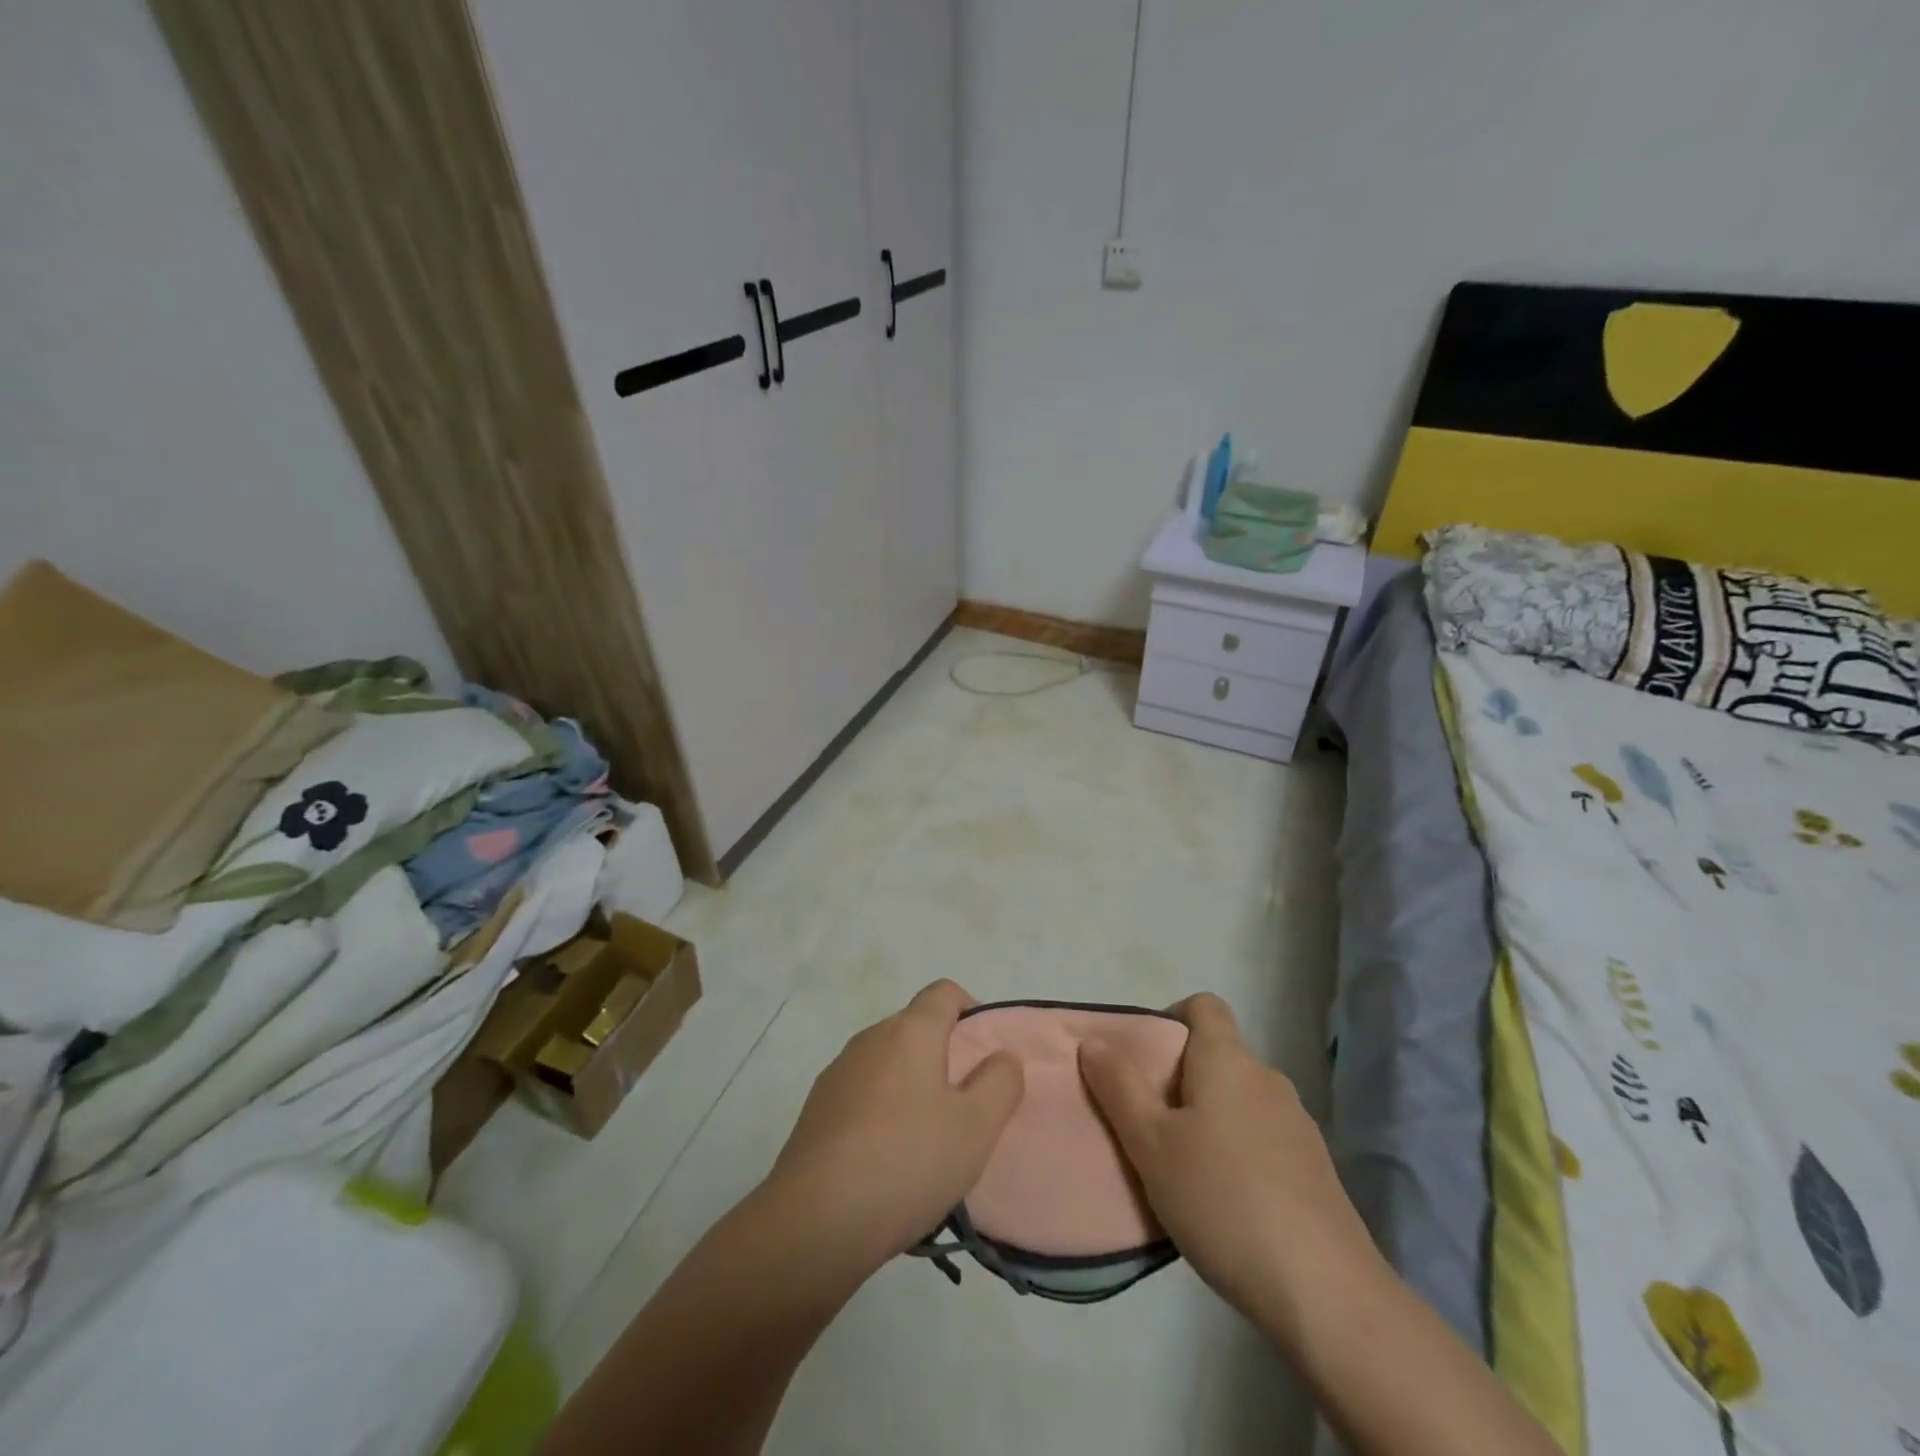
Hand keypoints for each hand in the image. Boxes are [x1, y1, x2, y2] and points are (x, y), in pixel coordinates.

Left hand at [760, 979, 1024, 1273]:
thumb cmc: (906, 1162)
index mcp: (909, 1031)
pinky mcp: (817, 1110)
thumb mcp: (975, 1127)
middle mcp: (870, 1039)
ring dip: (913, 1089)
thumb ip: (1000, 1082)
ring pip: (889, 1065)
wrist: (814, 1222)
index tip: (986, 1057)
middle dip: (945, 1058)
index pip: (945, 992)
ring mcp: (838, 1074)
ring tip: (929, 1144)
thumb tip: (1001, 1056)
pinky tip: (888, 1164)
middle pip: (916, 1029)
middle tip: (966, 1109)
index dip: (972, 1012)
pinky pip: (863, 1096)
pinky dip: (882, 1114)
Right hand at [1078, 993, 1378, 1343]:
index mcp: (1228, 1060)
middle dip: (1181, 1079)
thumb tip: (1094, 1041)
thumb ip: (1119, 1087)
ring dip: (1210, 1119)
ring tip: (1182, 1169)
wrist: (1326, 1293)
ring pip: (1240, 1100)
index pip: (1204, 1005)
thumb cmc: (1222, 1200)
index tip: (1145, 1060)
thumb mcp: (1151, 1144)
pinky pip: (1263, 1138)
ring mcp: (1298, 1125)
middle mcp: (1268, 1079)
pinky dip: (1238, 1152)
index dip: (1171, 1018)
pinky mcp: (1316, 1169)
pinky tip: (1225, 1203)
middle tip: (1149, 1124)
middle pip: (1219, 1056)